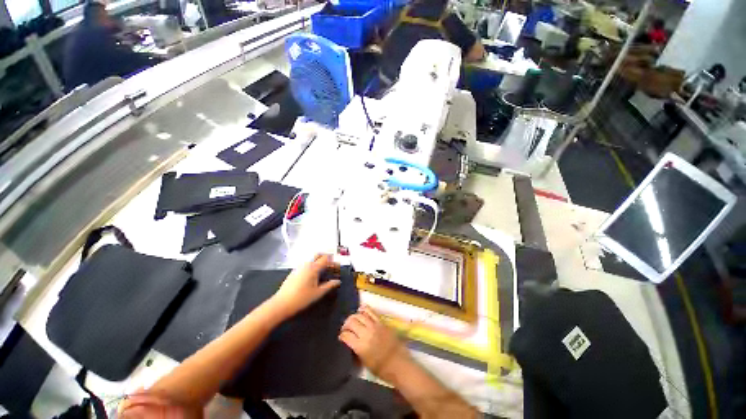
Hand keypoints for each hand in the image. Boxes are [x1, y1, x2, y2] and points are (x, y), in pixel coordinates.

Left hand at [272, 254, 340, 317]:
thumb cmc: (301, 299)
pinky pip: (306, 264)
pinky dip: (312, 265)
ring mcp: (299, 267)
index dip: (333, 261)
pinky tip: (313, 276)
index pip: (326, 258)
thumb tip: (337, 281)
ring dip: (319, 261)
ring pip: (311, 259)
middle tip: (331, 266)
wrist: (281, 304)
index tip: (337, 267)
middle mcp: (306, 264)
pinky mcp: (294, 272)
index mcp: (313, 268)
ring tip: (323, 271)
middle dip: (326, 257)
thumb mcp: (318, 293)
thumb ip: (329, 286)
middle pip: (318, 254)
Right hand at [339, 305, 411, 383]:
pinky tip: (361, 312)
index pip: (346, 335)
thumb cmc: (382, 369)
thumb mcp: (364, 363)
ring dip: (354, 316)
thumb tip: (350, 342)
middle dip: (346, 324)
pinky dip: (364, 310)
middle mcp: (367, 333)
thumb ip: (356, 350)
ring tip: (353, 320)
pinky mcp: (382, 322)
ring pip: (360, 314)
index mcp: (361, 346)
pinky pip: (371, 311)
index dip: (342, 335)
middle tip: (346, 328)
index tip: (341, 337)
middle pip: (352, 321)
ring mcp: (375, 325)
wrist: (400, 364)